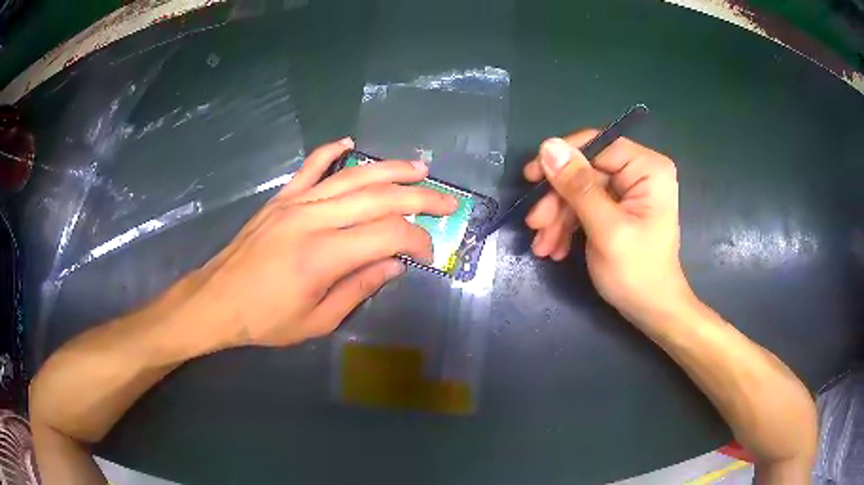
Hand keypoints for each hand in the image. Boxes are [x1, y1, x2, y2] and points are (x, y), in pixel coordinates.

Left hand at [184, 138, 456, 349]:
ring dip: (390, 170)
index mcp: (323, 256)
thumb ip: (358, 288)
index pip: (387, 235)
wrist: (216, 301)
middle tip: (447, 201)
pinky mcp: (280, 198)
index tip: (429, 253)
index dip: (417, 240)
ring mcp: (294, 203)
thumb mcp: (317, 320)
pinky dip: (332, 152)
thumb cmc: (265, 320)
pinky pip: (310, 166)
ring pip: (352, 176)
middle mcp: (313, 219)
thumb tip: (395, 265)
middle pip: (378, 198)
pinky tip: (350, 143)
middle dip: (420, 198)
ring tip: (419, 168)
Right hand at [524, 131, 692, 321]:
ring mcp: (627, 192)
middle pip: (585, 171)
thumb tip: (548, 146)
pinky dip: (567, 227)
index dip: (562, 159)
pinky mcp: (617, 209)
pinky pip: (584, 207)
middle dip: (558, 201)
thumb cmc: (638, 273)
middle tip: (535, 225)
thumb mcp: (606, 229)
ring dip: (558, 219)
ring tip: (543, 246)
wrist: (652, 311)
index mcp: (647, 168)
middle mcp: (638, 173)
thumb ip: (578, 187)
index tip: (532, 178)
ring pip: (579, 191)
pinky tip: (555, 248)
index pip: (596, 145)